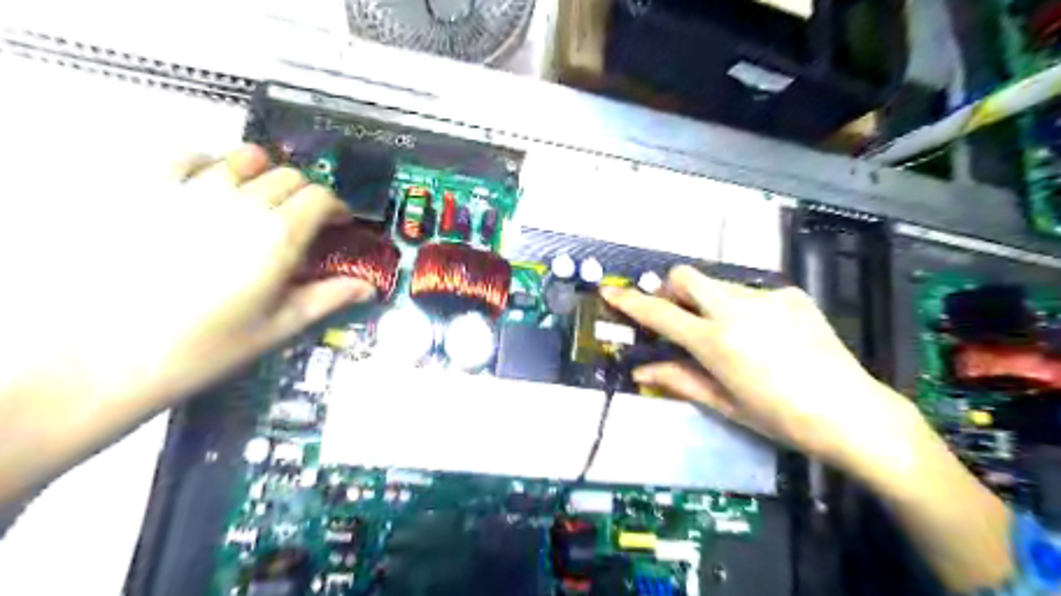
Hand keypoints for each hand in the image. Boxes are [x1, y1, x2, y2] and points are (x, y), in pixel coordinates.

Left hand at [0, 144, 370, 503]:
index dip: (336, 207)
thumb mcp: (279, 326)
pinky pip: (185, 155)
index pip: (320, 198)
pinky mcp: (146, 191)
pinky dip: (207, 162)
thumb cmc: (207, 347)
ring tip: (260, 197)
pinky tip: (209, 183)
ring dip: (263, 173)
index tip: (337, 223)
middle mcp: (241, 203)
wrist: (108, 357)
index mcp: (278, 236)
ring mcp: (191, 192)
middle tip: (303, 219)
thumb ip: (328, 298)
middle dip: (305, 194)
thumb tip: (367, 286)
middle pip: (288, 176)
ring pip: (243, 158)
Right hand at [600, 269, 925, 481]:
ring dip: (710, 303)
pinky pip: (753, 294)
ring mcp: (767, 297)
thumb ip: (678, 380)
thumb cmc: (780, 418)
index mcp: (715, 341)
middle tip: (678, 316)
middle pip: (686, 276)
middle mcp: (736, 309)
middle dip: (671, 290)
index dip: (630, 301)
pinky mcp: (792, 294)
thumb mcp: (724, 403)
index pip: (659, 313)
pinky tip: (768, 336)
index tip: (610, 291)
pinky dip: (745, 309)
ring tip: (733, 336)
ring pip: (720, 286)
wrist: (852, 412)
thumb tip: (641, 371)